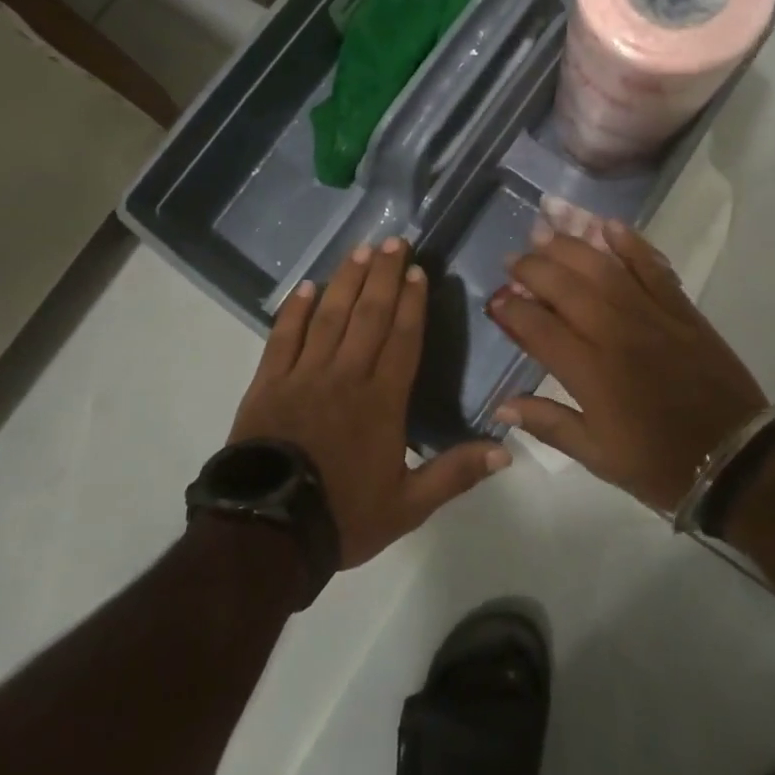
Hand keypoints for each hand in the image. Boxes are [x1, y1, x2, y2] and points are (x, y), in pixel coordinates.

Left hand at [229, 237, 509, 567]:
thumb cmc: (342, 515)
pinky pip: (284, 336)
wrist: (268, 533)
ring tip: (360, 250)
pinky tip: (306, 286)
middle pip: (369, 315)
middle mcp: (346, 376)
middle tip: (393, 241)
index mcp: (382, 401)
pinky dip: (295, 310)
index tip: (417, 271)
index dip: (411, 303)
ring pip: (330, 316)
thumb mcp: (408, 506)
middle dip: (383, 276)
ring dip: (347, 281)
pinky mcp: (269, 382)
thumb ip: (455, 474)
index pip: (403, 339)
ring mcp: (304, 375)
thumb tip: (506, 449)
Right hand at [485, 221, 767, 514]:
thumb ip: (548, 423)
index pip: (537, 326)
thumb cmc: (659, 464)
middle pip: (564, 285)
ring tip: (546, 232)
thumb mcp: (597, 456)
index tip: (494, 301)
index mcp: (590, 372)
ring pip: (602, 267)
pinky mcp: (680, 308)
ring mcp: (650, 314)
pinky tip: (608, 226)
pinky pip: (651, 266)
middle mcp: (614, 332)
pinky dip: (630, 243)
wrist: (736, 460)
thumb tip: (501, 407)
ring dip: (570, 245)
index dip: (510, 310)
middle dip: (531, 268)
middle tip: (512, 261)